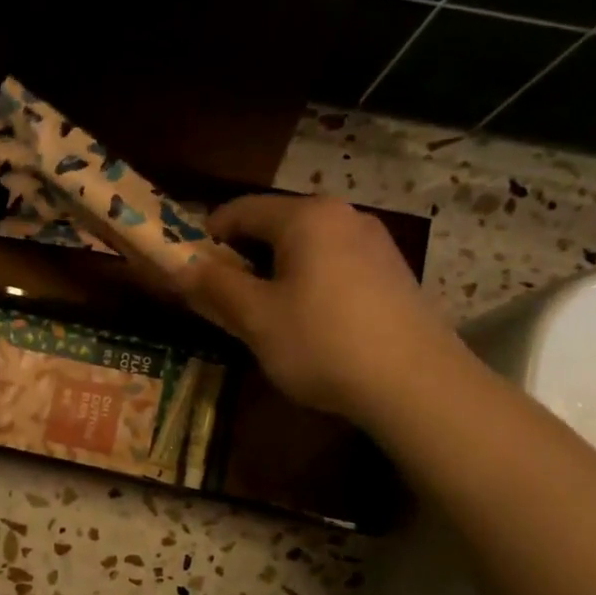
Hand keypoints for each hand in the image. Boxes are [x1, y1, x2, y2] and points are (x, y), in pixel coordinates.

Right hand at [177, 194, 460, 424]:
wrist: (415, 384)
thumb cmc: (322, 342)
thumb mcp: (256, 317)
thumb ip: (214, 286)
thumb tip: (179, 266)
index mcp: (306, 216)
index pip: (240, 210)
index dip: (206, 236)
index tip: (188, 270)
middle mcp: (344, 216)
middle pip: (275, 226)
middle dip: (241, 257)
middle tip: (221, 298)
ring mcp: (375, 243)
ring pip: (306, 248)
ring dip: (274, 272)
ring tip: (262, 315)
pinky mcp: (392, 273)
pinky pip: (334, 265)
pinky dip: (307, 283)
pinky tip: (308, 323)